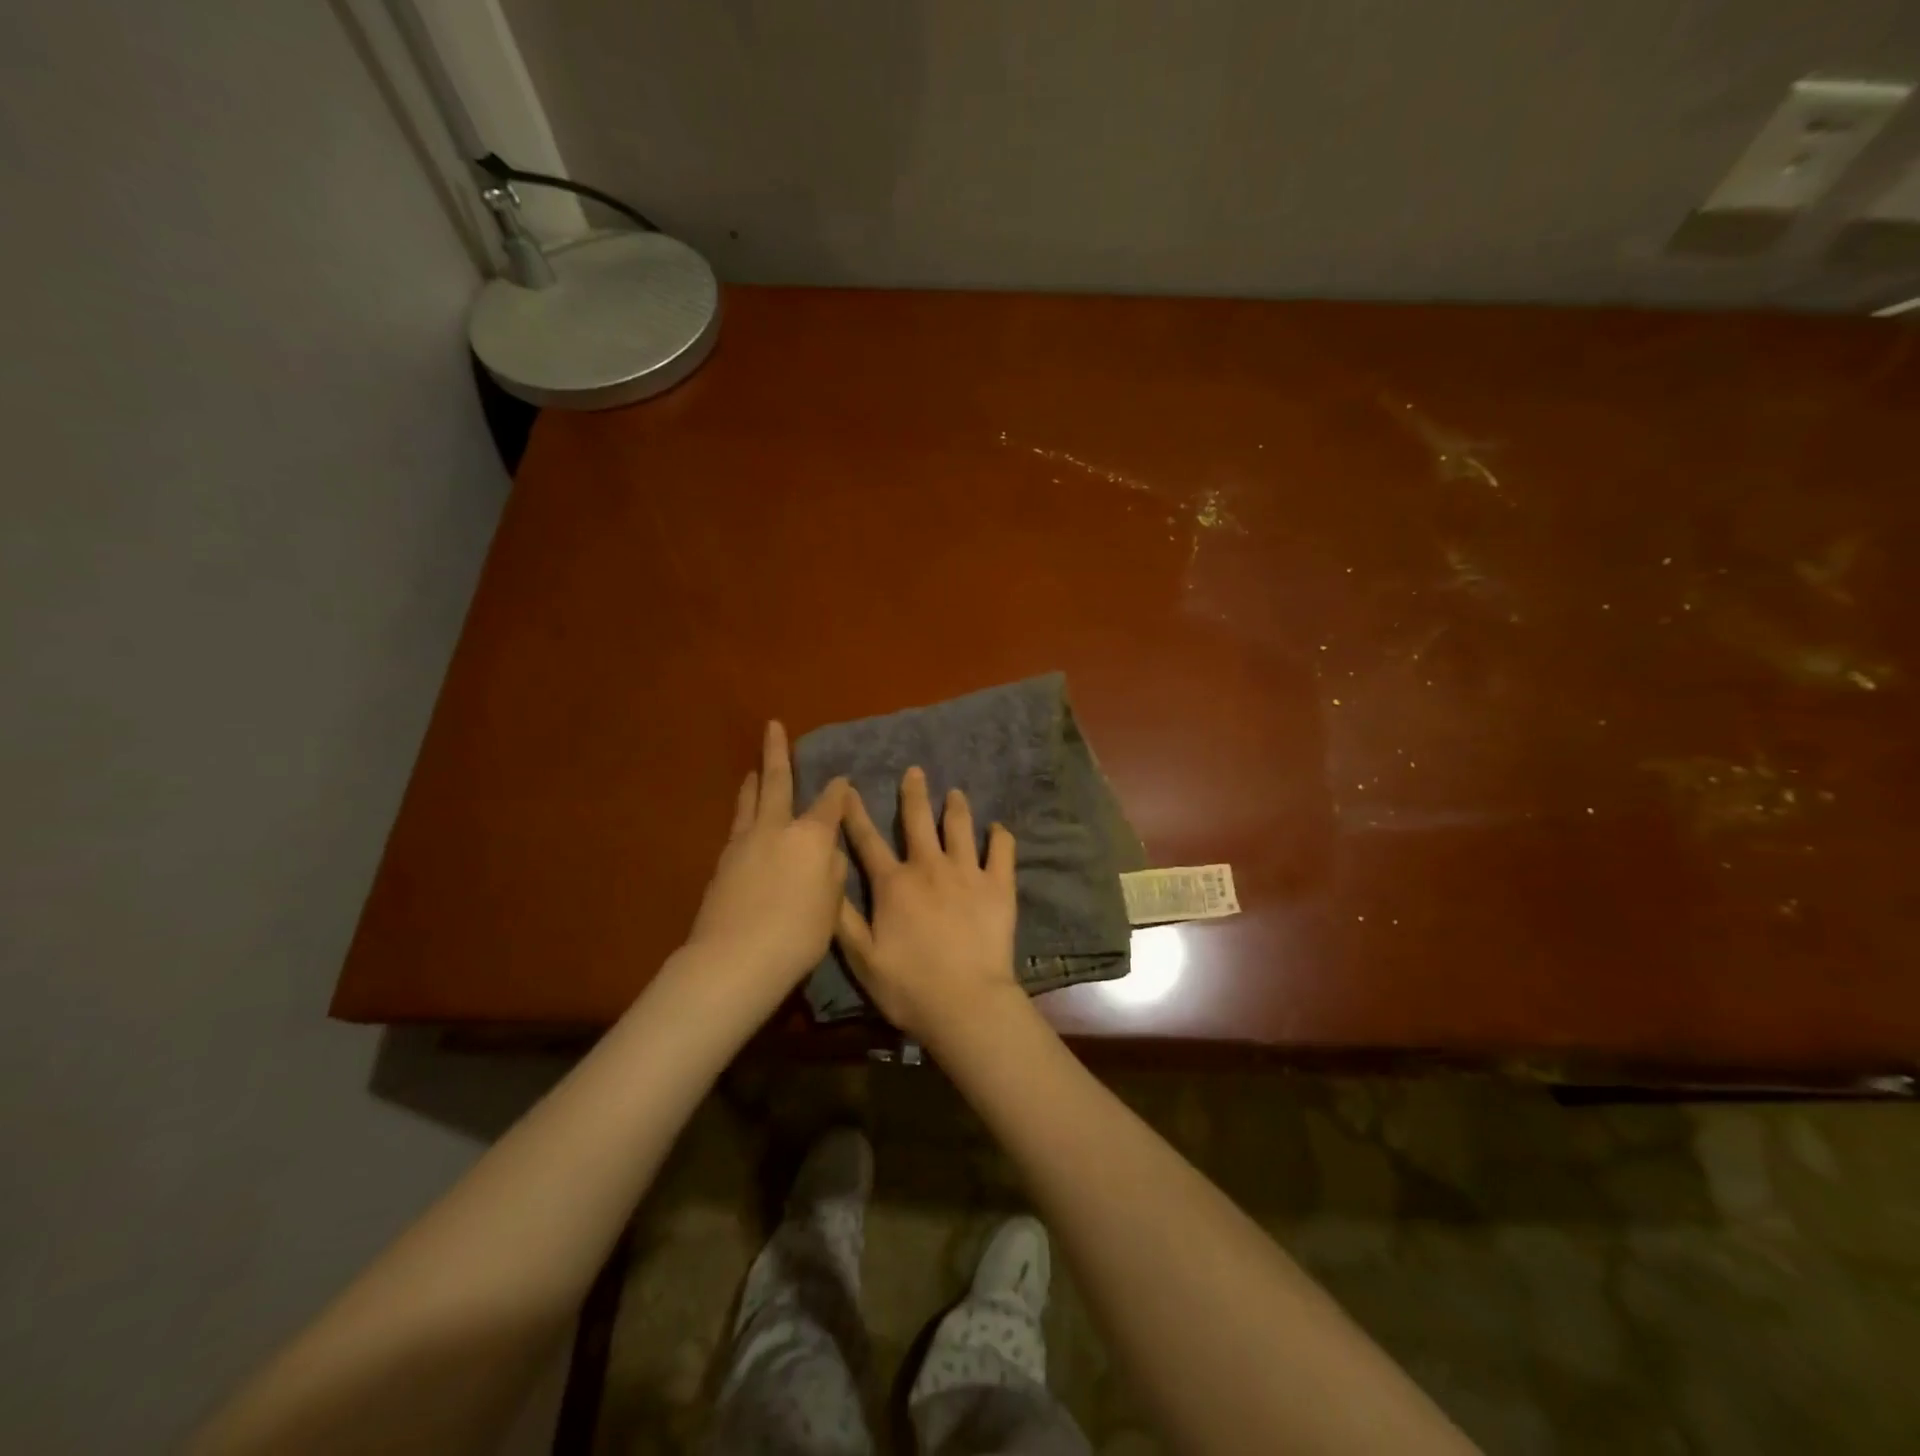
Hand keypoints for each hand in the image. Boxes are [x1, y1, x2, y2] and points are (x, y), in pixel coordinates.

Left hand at [686, 721, 849, 997]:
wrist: (735, 959)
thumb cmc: (797, 935)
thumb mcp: (831, 907)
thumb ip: (831, 873)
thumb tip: (827, 854)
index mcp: (811, 838)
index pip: (829, 804)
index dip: (838, 791)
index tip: (842, 781)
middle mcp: (776, 830)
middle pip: (776, 783)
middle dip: (777, 753)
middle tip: (773, 726)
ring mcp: (744, 843)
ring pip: (750, 802)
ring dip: (754, 782)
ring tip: (755, 768)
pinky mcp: (723, 862)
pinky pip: (738, 826)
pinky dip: (744, 813)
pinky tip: (746, 819)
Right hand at [835, 766, 1020, 1039]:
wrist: (966, 1003)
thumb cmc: (908, 986)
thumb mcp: (861, 958)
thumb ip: (843, 917)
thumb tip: (829, 879)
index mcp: (893, 884)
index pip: (867, 840)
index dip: (855, 813)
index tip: (848, 788)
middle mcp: (929, 867)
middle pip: (918, 821)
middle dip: (913, 794)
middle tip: (915, 771)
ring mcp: (967, 873)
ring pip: (960, 828)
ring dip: (956, 807)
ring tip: (956, 792)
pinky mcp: (998, 886)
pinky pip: (1002, 852)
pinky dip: (1000, 836)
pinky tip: (998, 828)